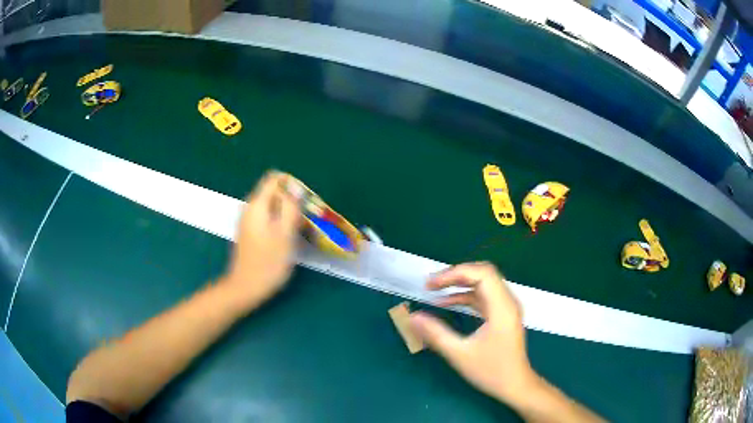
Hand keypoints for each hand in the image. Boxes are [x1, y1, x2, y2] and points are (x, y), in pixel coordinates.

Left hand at [222, 171, 300, 306]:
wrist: (246, 288)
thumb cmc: (268, 262)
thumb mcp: (285, 234)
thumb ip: (290, 208)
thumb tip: (296, 188)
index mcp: (257, 205)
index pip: (274, 179)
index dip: (292, 185)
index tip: (305, 202)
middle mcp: (250, 208)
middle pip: (274, 193)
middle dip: (292, 201)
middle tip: (307, 219)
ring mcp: (249, 221)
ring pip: (272, 207)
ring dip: (288, 214)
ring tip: (302, 230)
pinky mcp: (251, 233)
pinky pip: (268, 219)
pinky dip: (280, 223)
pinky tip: (289, 239)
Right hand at [409, 262, 537, 406]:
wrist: (515, 385)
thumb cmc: (491, 371)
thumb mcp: (460, 355)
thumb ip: (436, 334)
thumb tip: (413, 317)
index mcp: (502, 308)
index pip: (482, 274)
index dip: (455, 273)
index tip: (431, 284)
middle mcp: (507, 302)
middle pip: (483, 273)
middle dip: (455, 274)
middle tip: (431, 283)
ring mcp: (506, 308)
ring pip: (483, 283)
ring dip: (459, 283)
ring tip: (435, 288)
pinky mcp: (503, 315)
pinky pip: (484, 296)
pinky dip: (465, 296)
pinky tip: (447, 302)